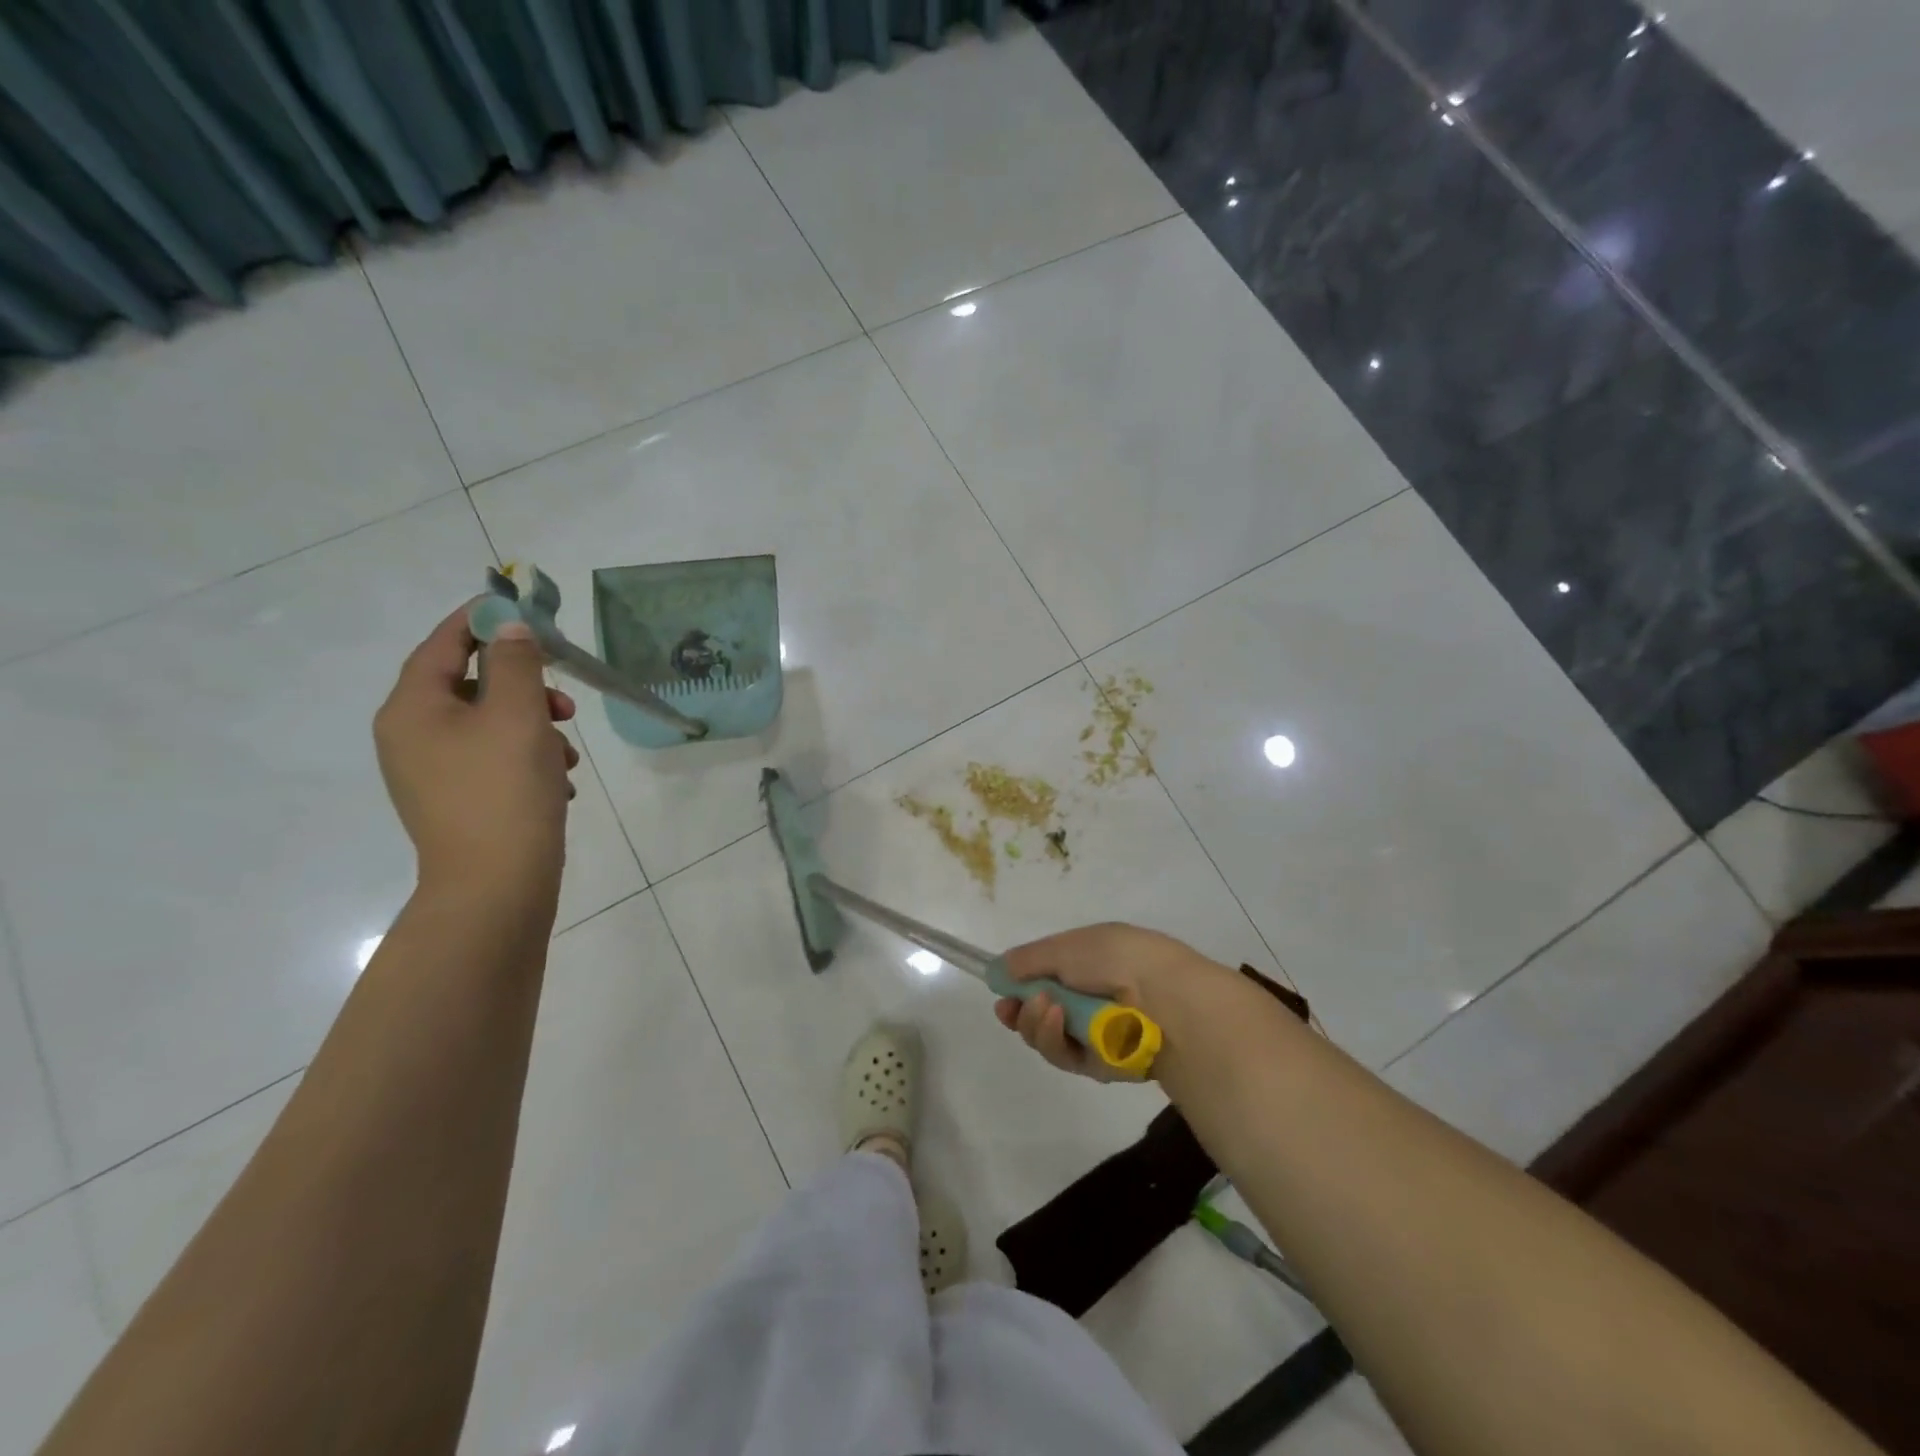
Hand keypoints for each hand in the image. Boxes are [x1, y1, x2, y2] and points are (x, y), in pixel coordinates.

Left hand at [374, 605, 578, 912]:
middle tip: (565, 702)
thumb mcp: (517, 715)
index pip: (443, 644)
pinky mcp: (458, 801)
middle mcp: (411, 736)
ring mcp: (433, 773)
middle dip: (524, 687)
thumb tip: (510, 628)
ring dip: (534, 727)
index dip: (481, 621)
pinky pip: (494, 760)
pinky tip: (559, 781)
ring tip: (568, 754)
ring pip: (489, 726)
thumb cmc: (504, 790)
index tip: (521, 608)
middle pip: (471, 686)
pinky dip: (528, 759)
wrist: (496, 885)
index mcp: (413, 709)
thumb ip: (516, 662)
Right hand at [993, 923, 1243, 1080]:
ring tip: (1043, 1007)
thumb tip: (1000, 968)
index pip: (1045, 979)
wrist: (1164, 998)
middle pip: (1039, 1013)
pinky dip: (1054, 1038)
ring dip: (1035, 1022)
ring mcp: (1094, 1034)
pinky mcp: (1099, 1064)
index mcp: (1088, 964)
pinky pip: (1063, 1056)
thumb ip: (1030, 959)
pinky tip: (1056, 1019)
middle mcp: (1089, 1000)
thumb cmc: (1116, 959)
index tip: (1000, 991)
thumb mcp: (1067, 946)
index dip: (1019, 986)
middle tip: (1010, 1007)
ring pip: (1046, 1038)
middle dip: (1020, 1011)